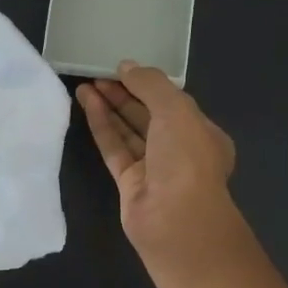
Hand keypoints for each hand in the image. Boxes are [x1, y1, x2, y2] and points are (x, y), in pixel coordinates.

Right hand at [76, 62, 242, 274]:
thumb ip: (151, 84)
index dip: (147, 84)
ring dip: (109, 107)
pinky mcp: (129, 184)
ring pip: (129, 132)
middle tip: (97, 73)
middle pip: (148, 116)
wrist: (176, 221)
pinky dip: (102, 126)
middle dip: (125, 94)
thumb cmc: (186, 159)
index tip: (122, 68)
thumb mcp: (176, 110)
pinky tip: (87, 104)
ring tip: (85, 84)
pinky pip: (114, 148)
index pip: (173, 103)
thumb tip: (126, 66)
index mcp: (201, 133)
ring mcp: (154, 169)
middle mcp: (179, 151)